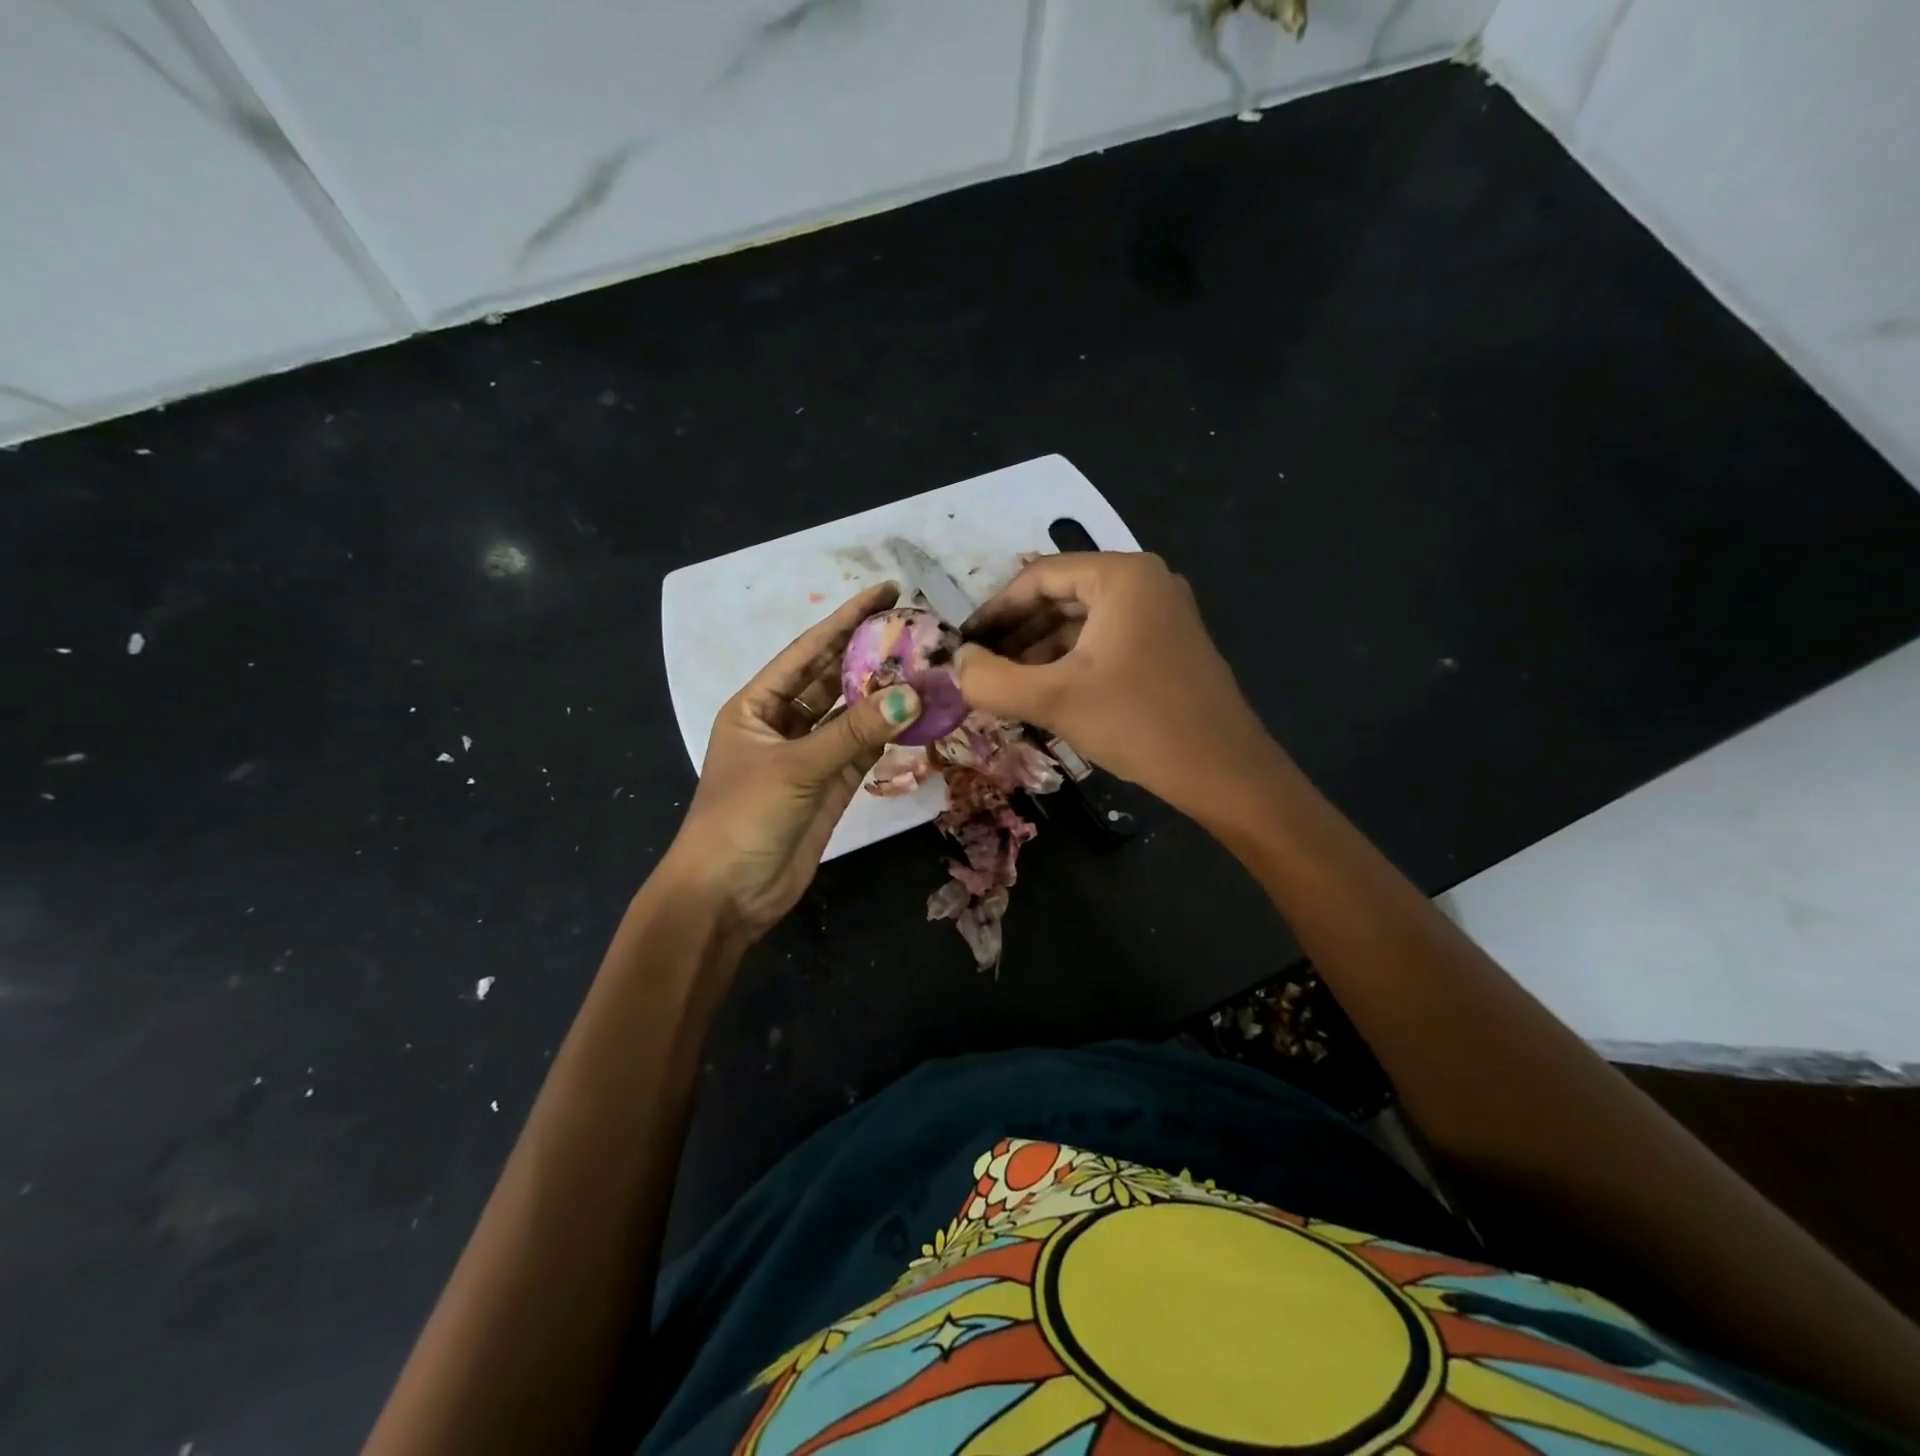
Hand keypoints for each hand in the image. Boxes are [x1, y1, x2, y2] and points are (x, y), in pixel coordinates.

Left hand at [661, 584, 923, 940]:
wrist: (727, 896)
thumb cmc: (742, 819)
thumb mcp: (795, 768)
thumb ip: (855, 731)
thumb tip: (915, 693)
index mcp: (757, 705)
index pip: (808, 651)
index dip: (846, 619)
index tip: (886, 592)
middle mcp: (784, 723)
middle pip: (833, 678)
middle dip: (871, 653)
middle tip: (917, 627)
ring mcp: (810, 756)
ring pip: (853, 714)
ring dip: (885, 694)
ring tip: (928, 666)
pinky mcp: (831, 786)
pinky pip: (864, 749)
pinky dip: (889, 733)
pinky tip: (918, 712)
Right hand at [955, 552, 1276, 812]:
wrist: (1224, 772)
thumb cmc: (1138, 723)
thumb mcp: (1054, 700)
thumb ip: (991, 680)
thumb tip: (957, 664)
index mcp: (1122, 576)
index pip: (1038, 577)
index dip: (994, 610)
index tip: (963, 643)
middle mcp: (1145, 583)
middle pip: (1061, 596)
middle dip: (1017, 633)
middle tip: (981, 667)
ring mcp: (1162, 614)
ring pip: (1083, 622)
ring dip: (1040, 650)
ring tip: (1006, 685)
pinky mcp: (1169, 646)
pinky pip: (1106, 642)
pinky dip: (1071, 662)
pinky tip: (1046, 692)